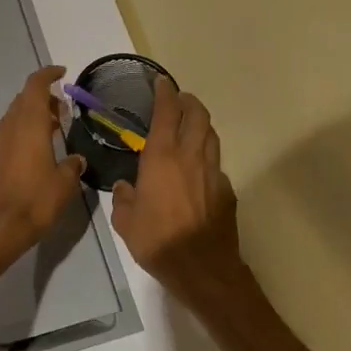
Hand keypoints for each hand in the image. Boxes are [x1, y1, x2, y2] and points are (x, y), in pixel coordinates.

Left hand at [0, 65, 86, 270]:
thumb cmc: (34, 202)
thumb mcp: (64, 184)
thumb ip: (72, 166)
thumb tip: (76, 160)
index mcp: (29, 125)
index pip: (35, 86)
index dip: (47, 75)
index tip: (61, 73)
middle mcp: (8, 129)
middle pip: (23, 101)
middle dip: (42, 100)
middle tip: (62, 111)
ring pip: (12, 120)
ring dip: (30, 119)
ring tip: (50, 134)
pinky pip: (4, 140)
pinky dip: (18, 138)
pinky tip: (29, 158)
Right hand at [111, 77, 249, 312]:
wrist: (202, 268)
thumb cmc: (157, 241)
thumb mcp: (125, 222)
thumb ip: (124, 198)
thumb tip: (126, 187)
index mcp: (162, 158)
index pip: (167, 113)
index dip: (165, 94)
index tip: (162, 83)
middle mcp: (190, 157)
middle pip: (198, 115)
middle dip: (189, 102)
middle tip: (180, 99)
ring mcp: (213, 172)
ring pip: (211, 136)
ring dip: (201, 125)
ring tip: (191, 126)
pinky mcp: (226, 190)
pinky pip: (216, 164)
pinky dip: (207, 157)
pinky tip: (198, 170)